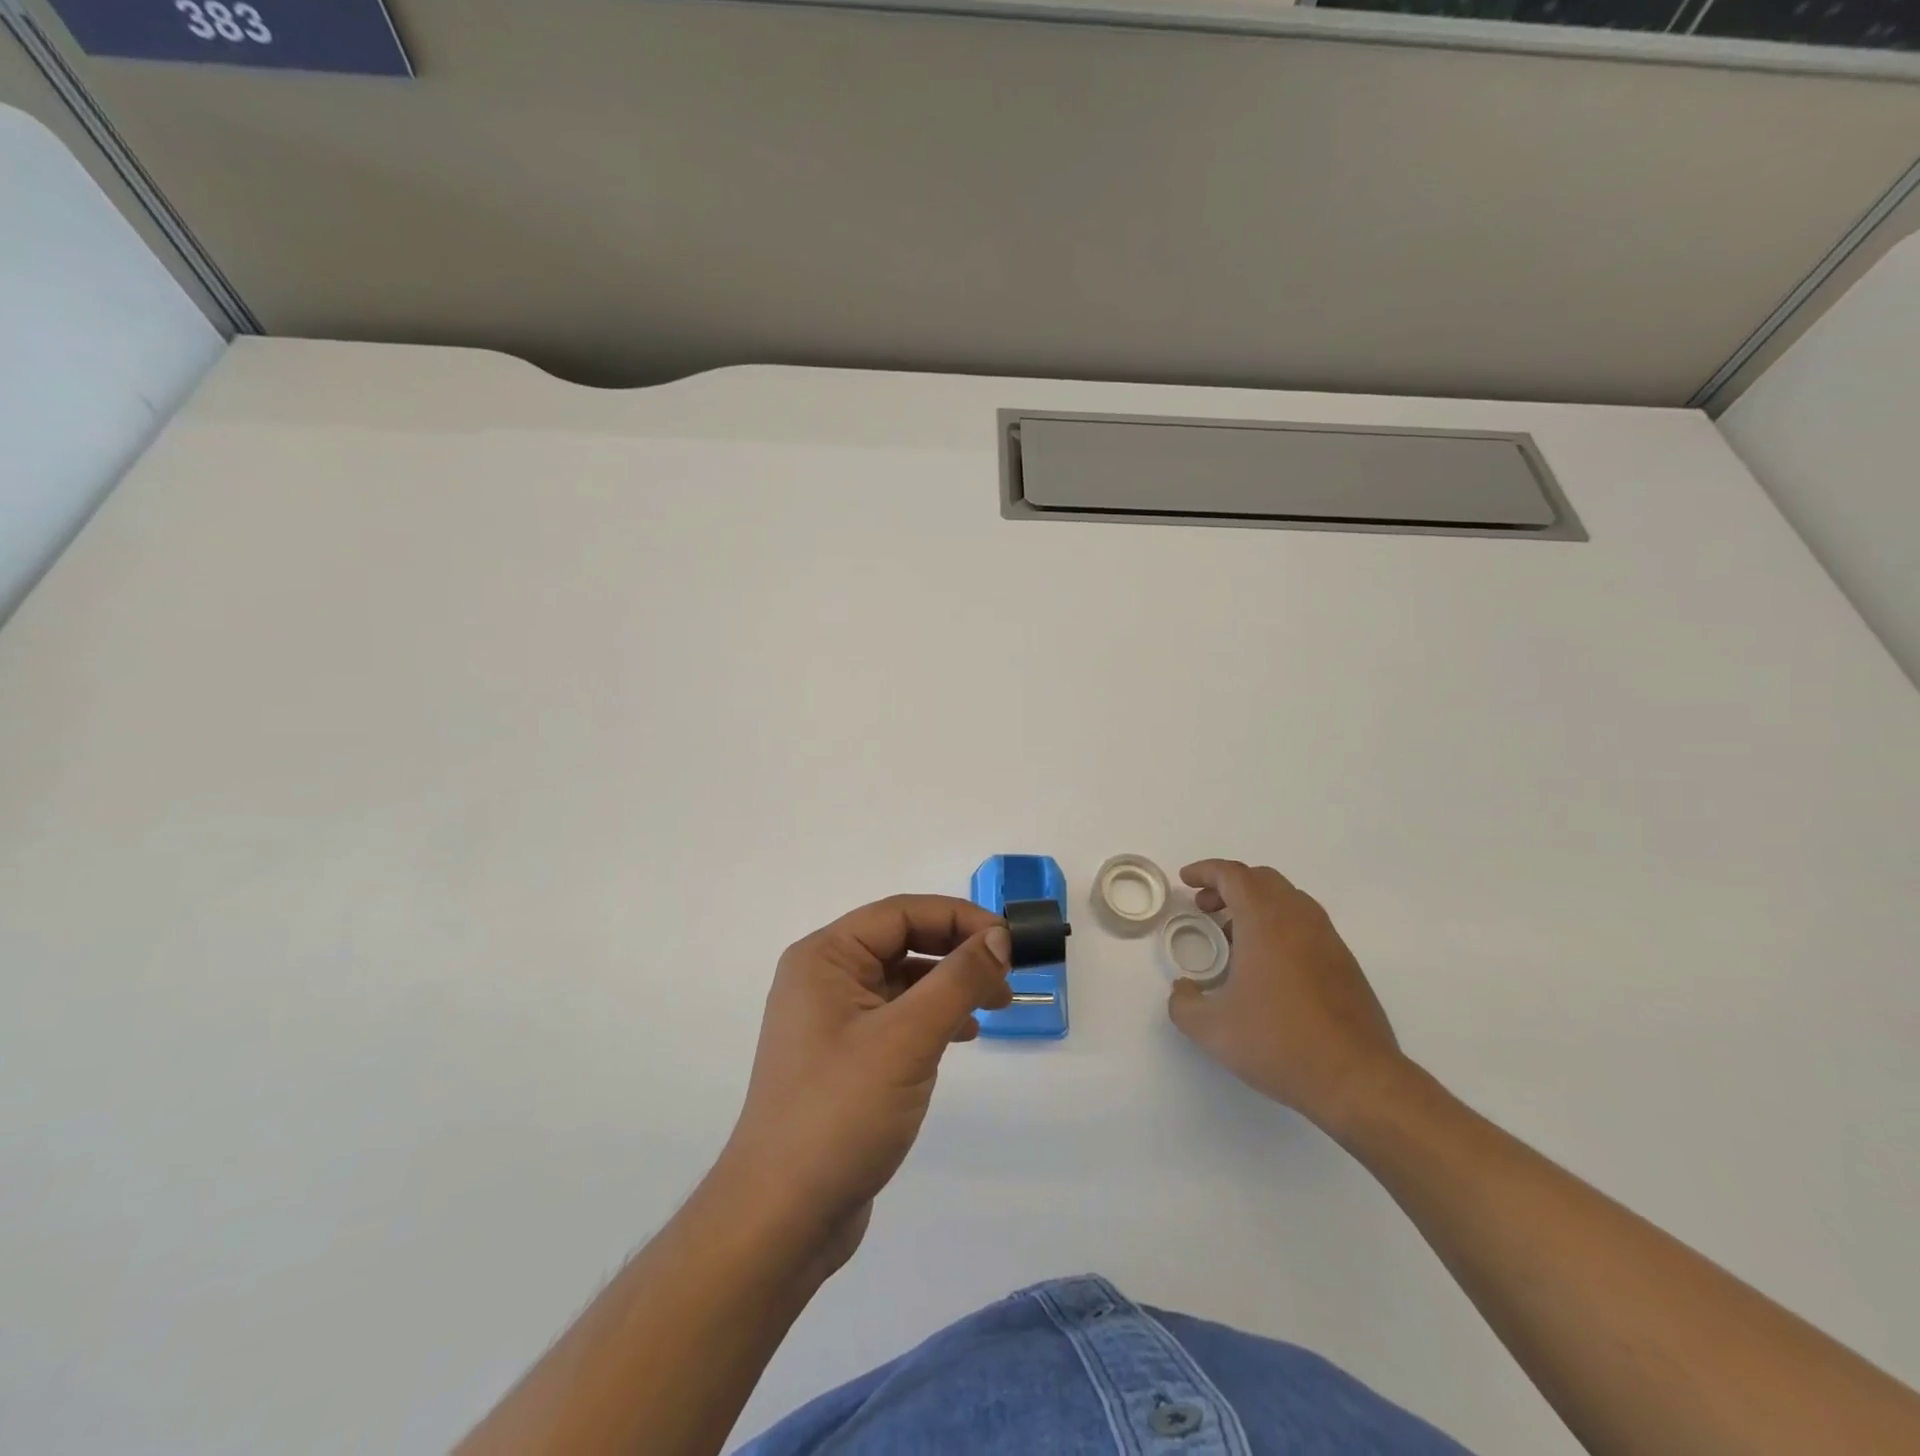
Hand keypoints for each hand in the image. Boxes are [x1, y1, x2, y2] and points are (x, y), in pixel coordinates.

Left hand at [718, 895, 1011, 1270]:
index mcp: (824, 957)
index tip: (1008, 942)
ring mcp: (831, 1020)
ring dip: (949, 985)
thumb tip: (999, 938)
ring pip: (902, 980)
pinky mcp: (844, 1058)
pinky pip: (896, 1017)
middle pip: (902, 942)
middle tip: (1007, 978)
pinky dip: (933, 1017)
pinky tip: (963, 1035)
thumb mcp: (907, 1039)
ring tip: (995, 1006)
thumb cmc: (840, 1113)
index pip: (901, 913)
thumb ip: (958, 980)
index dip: (959, 918)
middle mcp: (823, 978)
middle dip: (957, 952)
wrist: (782, 1218)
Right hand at [1167, 859, 1404, 1132]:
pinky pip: (1306, 924)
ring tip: (1234, 936)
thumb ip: (1183, 1004)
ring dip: (1256, 904)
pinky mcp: (1345, 964)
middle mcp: (1299, 919)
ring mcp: (1328, 940)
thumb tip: (1184, 990)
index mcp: (1265, 921)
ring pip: (1288, 899)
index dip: (1205, 871)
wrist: (1356, 1079)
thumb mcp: (1210, 1028)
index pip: (1233, 875)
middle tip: (1206, 908)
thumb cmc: (1277, 1043)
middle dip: (1229, 886)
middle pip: (1262, 879)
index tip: (1186, 880)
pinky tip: (1267, 964)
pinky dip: (1279, 925)